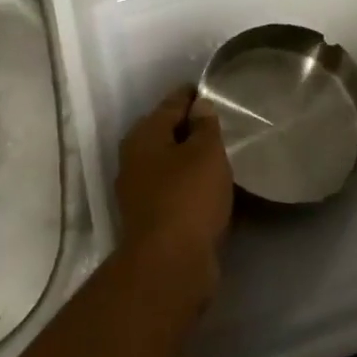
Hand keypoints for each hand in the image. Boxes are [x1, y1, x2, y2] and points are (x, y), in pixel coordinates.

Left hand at [115, 88, 233, 299]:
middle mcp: (135, 159)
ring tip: (221, 153)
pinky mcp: (151, 219)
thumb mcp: (206, 152)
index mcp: (144, 135)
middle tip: (221, 122)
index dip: (192, 95)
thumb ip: (205, 125)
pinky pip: (174, 189)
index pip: (171, 103)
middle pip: (166, 132)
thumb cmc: (188, 198)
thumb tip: (199, 105)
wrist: (169, 266)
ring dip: (190, 158)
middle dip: (190, 126)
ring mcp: (139, 191)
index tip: (212, 90)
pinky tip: (211, 186)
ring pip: (169, 163)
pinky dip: (190, 184)